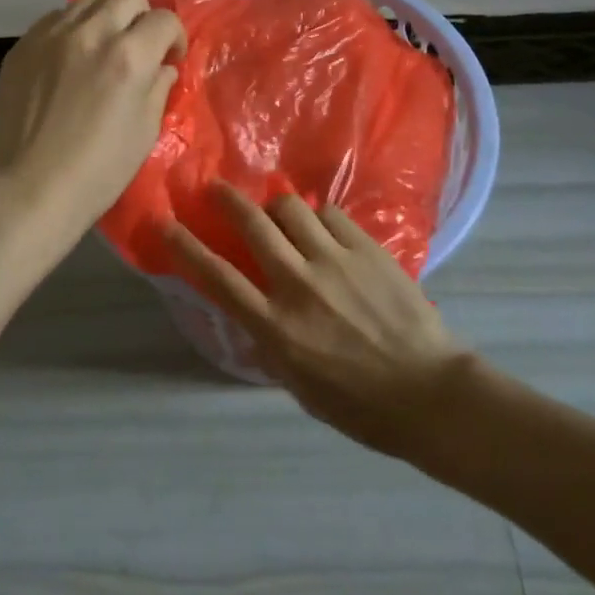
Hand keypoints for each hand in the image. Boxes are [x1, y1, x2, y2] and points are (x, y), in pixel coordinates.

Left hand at [0, 0, 186, 251]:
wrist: (28, 189)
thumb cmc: (97, 171)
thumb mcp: (145, 132)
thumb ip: (158, 88)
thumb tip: (161, 67)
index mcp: (129, 56)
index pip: (164, 19)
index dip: (174, 36)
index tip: (169, 58)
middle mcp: (91, 33)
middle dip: (142, 16)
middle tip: (138, 46)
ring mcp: (52, 35)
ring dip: (106, 16)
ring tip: (102, 46)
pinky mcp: (23, 45)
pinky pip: (56, 17)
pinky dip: (72, 28)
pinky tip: (70, 57)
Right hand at [166, 184, 467, 456]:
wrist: (429, 394)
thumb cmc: (360, 406)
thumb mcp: (300, 387)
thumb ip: (271, 343)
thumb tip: (253, 310)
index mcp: (277, 328)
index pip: (219, 278)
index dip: (186, 247)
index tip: (166, 222)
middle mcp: (298, 285)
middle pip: (252, 226)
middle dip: (227, 200)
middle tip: (216, 188)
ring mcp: (334, 261)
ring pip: (291, 209)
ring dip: (276, 207)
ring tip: (278, 212)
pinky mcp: (366, 248)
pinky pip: (330, 214)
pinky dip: (318, 217)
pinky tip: (323, 229)